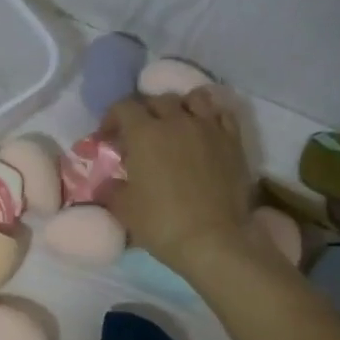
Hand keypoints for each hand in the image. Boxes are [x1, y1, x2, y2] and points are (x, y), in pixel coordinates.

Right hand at [101, 91, 253, 273]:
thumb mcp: (124, 209)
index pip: (123, 107)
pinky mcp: (233, 141)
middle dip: (143, 113)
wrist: (213, 240)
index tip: (107, 139)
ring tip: (175, 126)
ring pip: (193, 99)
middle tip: (138, 136)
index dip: (111, 119)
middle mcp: (177, 121)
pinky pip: (221, 114)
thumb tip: (107, 184)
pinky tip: (203, 132)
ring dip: (179, 107)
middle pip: (157, 100)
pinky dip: (209, 116)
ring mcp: (209, 128)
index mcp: (144, 134)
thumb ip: (111, 190)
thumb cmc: (161, 223)